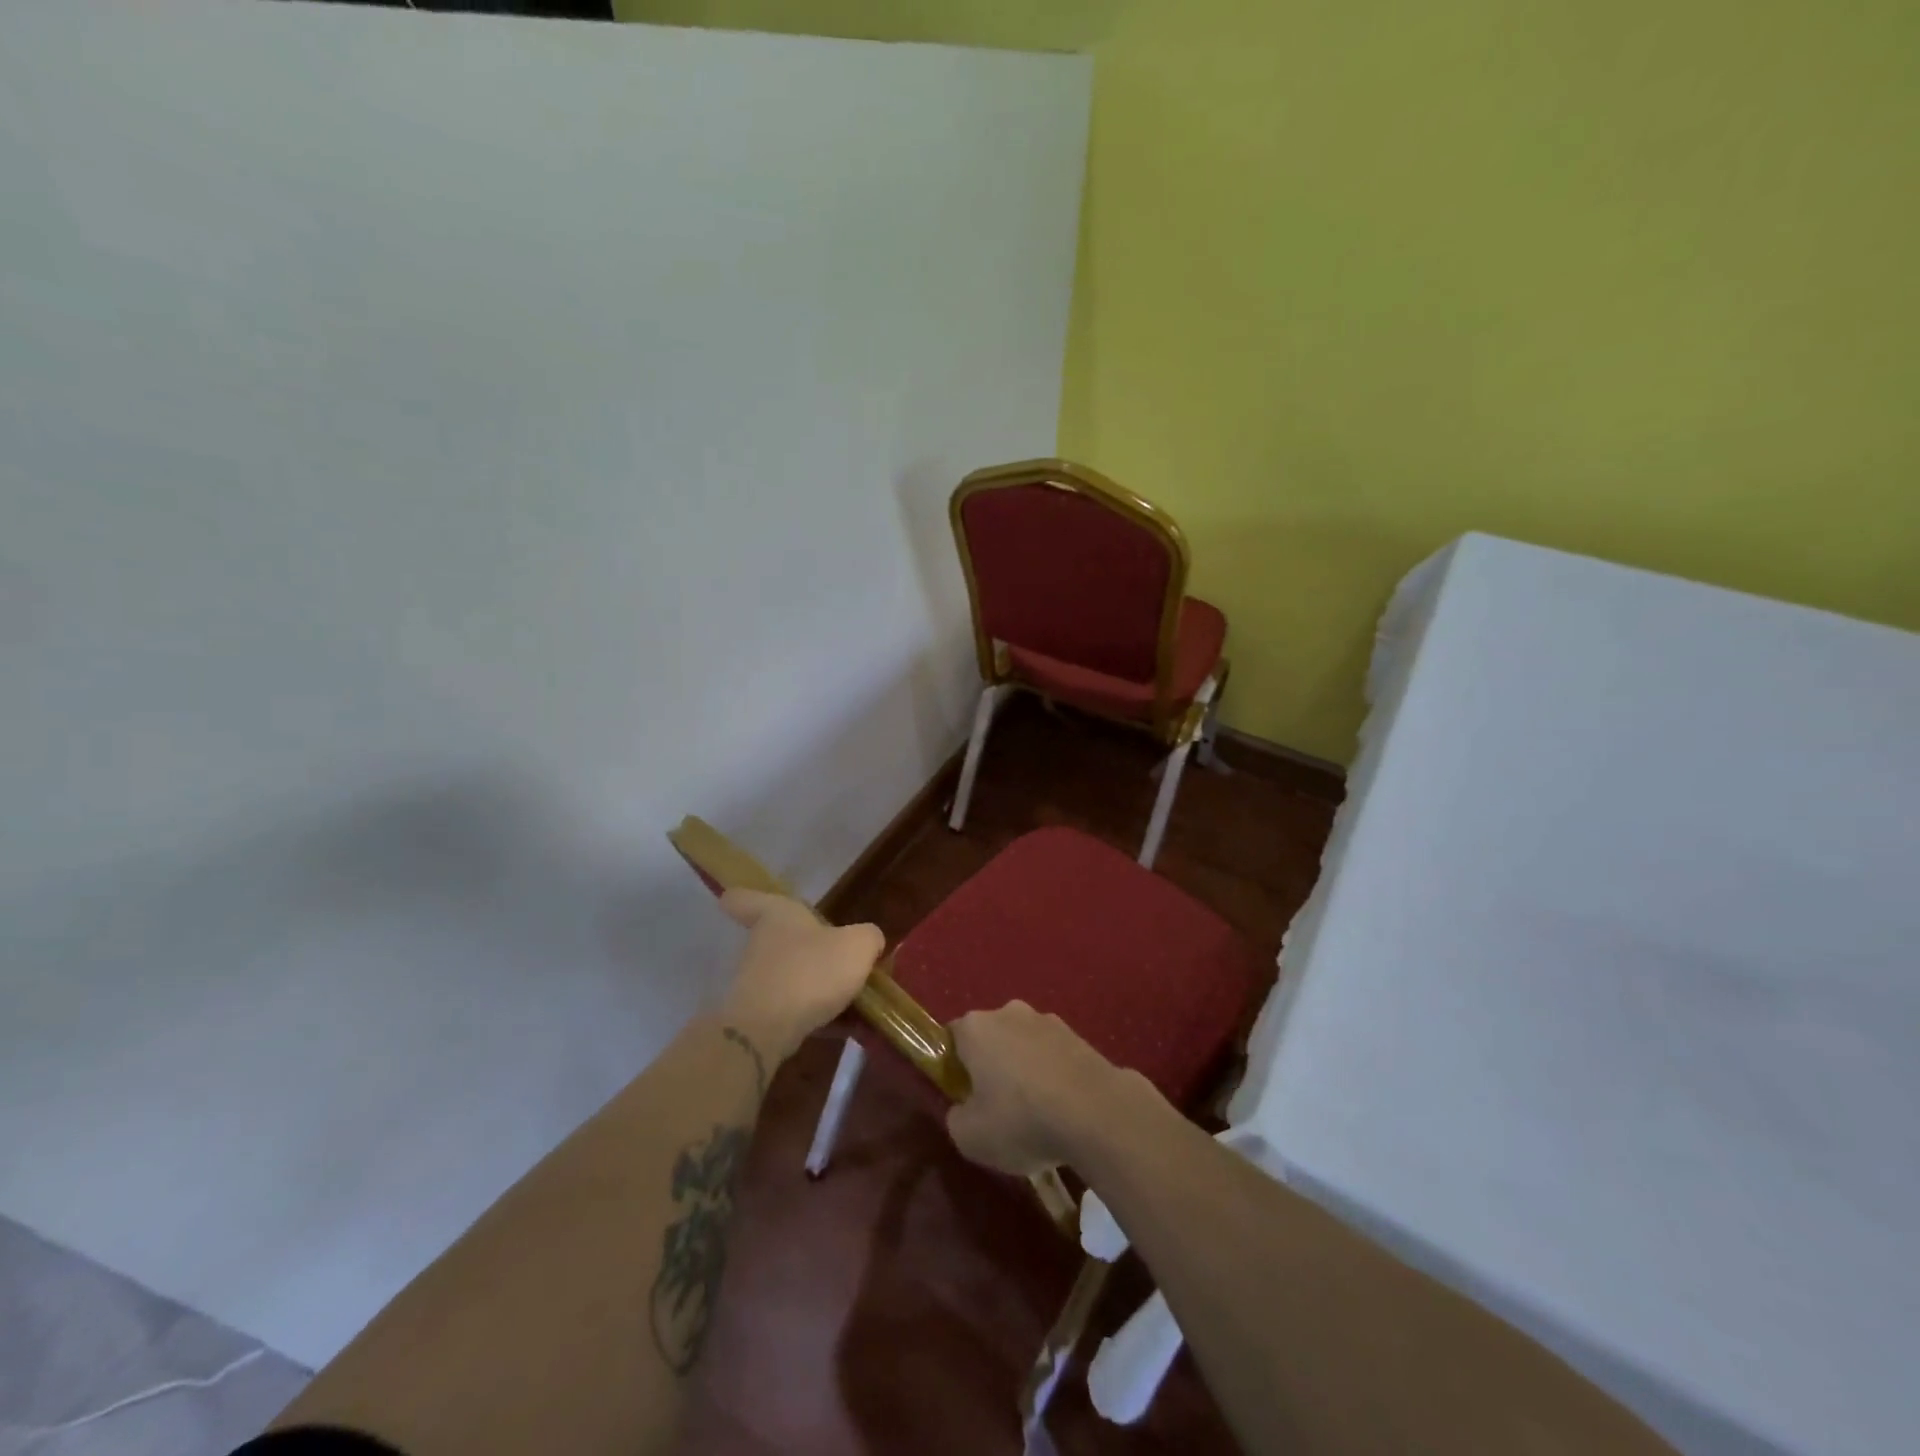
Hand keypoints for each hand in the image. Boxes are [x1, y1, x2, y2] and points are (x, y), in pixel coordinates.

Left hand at [718, 889, 883, 1061]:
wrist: (766, 1030)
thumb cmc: (811, 970)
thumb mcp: (858, 946)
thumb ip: (869, 937)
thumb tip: (869, 942)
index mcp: (777, 915)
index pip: (744, 898)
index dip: (744, 898)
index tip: (736, 901)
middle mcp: (760, 943)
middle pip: (777, 940)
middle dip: (804, 949)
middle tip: (837, 958)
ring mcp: (755, 981)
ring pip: (788, 976)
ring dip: (814, 986)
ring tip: (851, 1001)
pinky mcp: (757, 1016)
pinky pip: (791, 1009)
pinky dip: (814, 1015)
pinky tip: (844, 1026)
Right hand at [946, 1001, 1125, 1175]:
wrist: (1095, 1112)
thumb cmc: (1021, 1119)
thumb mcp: (970, 1137)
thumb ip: (956, 1118)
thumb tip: (964, 1109)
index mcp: (975, 1027)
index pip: (953, 1038)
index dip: (954, 1067)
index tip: (963, 1097)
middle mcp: (1009, 1012)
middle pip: (991, 1038)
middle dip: (992, 1066)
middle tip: (998, 1108)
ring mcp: (1047, 1020)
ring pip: (1024, 1045)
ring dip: (1025, 1070)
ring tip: (1037, 1114)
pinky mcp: (1079, 1035)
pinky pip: (1053, 1056)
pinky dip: (1053, 1076)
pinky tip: (1063, 1109)